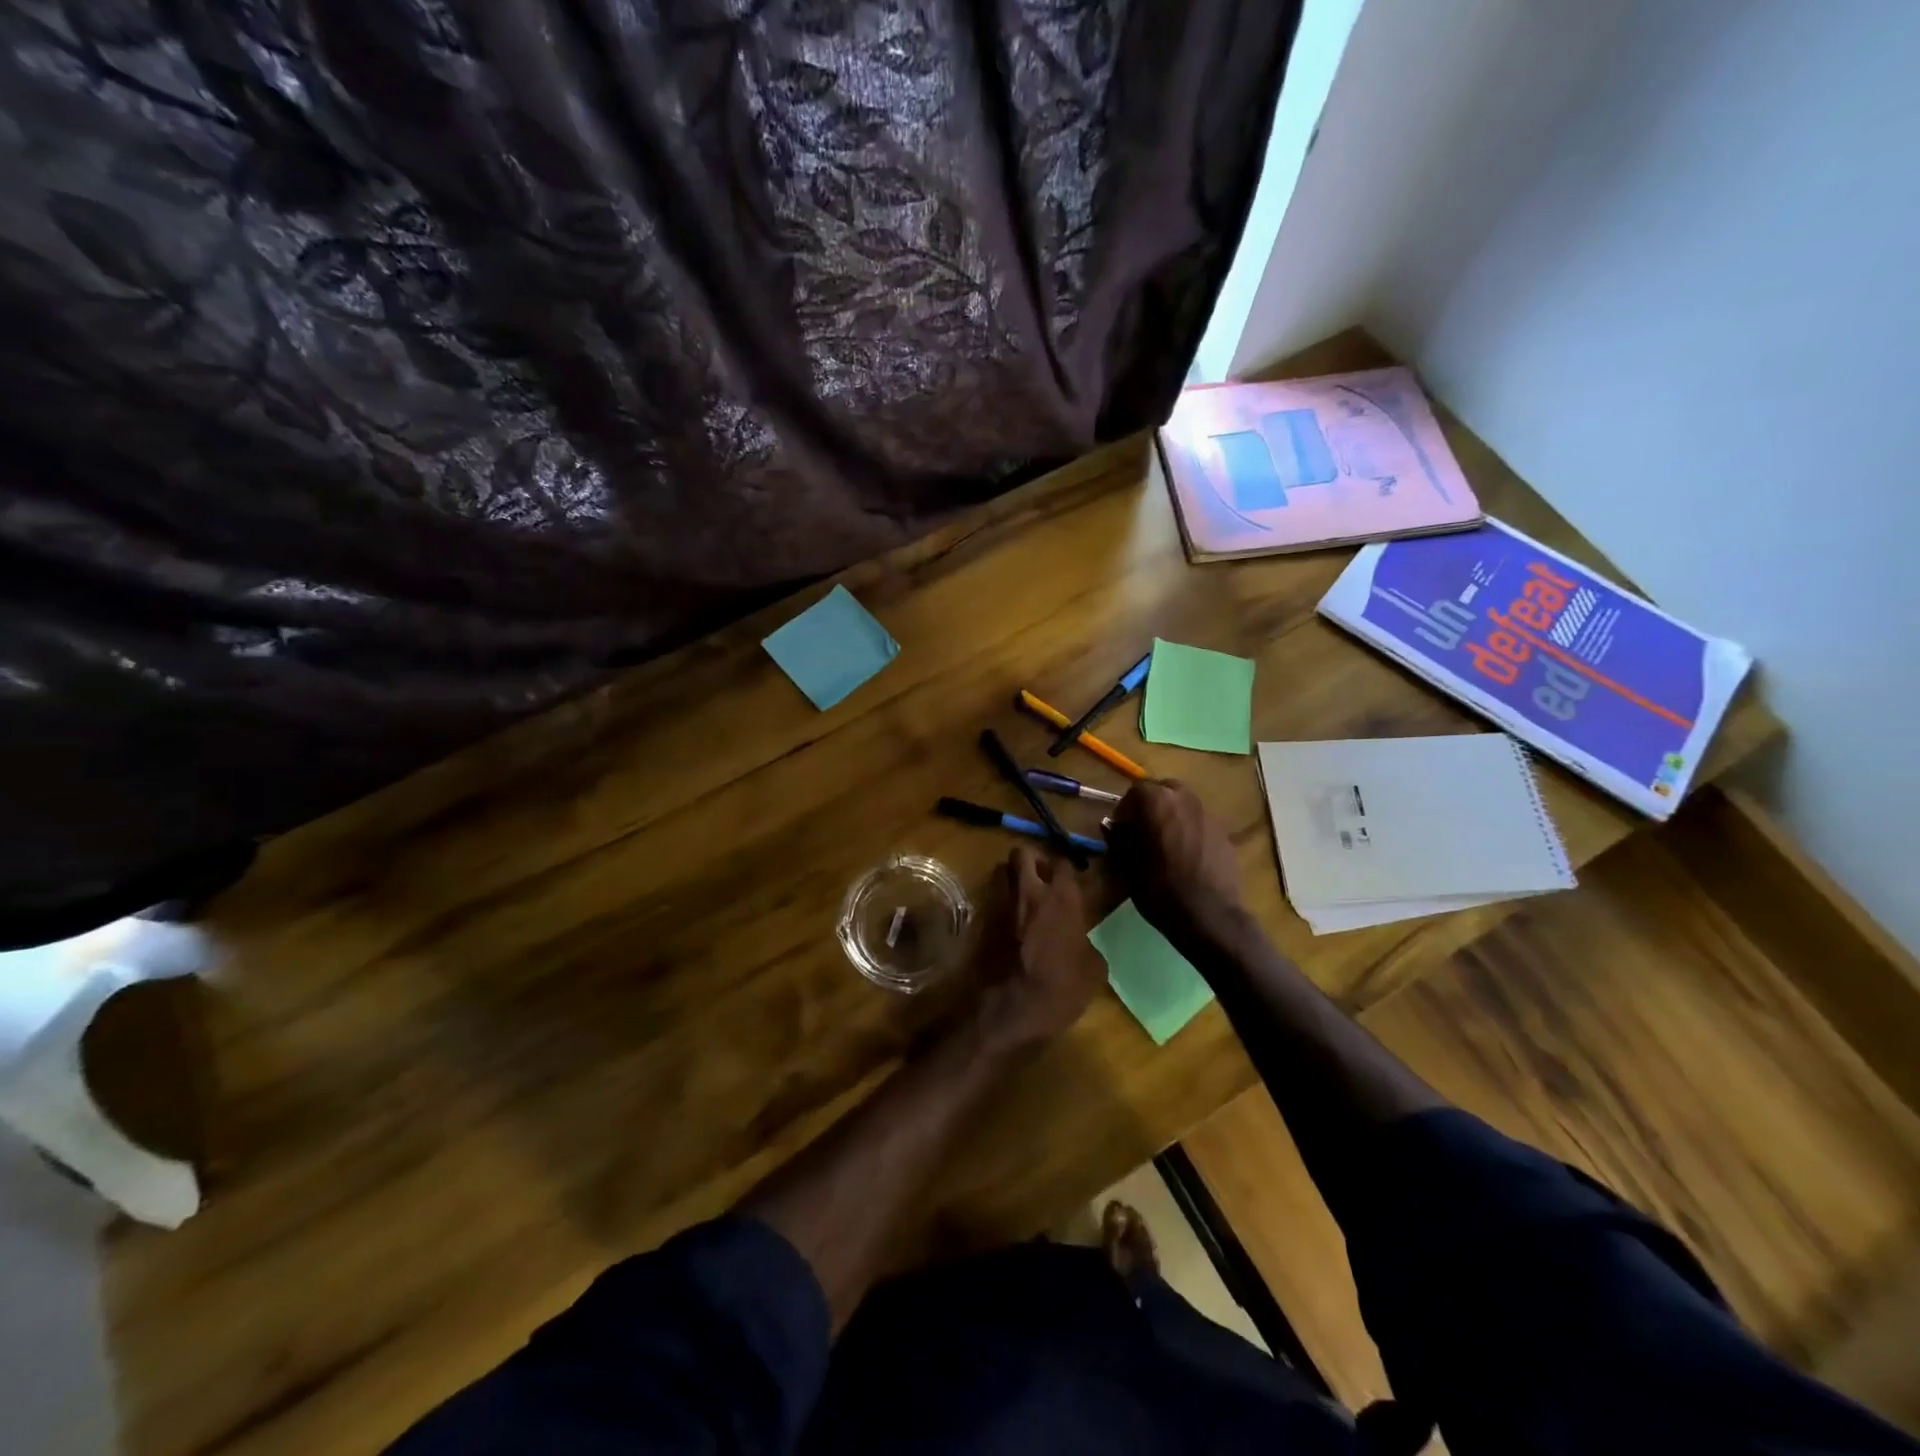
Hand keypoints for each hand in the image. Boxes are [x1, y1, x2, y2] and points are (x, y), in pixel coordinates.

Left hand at [973, 846, 1106, 1054]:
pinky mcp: (981, 922)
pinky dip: (1001, 907)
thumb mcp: (1092, 971)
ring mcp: (1001, 905)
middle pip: (1023, 853)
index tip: (1070, 882)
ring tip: (1024, 900)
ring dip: (1013, 880)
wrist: (1009, 1010)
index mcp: (1061, 899)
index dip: (1065, 870)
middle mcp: (1029, 892)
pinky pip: (992, 901)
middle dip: (1032, 860)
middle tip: (1042, 878)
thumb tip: (1081, 942)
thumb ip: (1087, 944)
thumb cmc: (1059, 989)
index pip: (1063, 863)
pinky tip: (1011, 927)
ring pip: (1002, 873)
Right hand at [1107, 779, 1244, 940]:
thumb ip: (1118, 841)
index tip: (1120, 831)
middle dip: (1150, 807)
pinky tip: (1187, 856)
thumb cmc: (1161, 889)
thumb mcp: (1127, 867)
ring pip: (1184, 804)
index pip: (1135, 790)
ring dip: (1171, 816)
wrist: (1211, 916)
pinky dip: (1189, 830)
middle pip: (1163, 791)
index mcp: (1158, 802)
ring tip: (1165, 843)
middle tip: (1142, 831)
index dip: (1124, 809)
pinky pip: (1200, 822)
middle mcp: (1185, 799)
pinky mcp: (1224, 832)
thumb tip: (1113, 829)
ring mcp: (1209, 814)